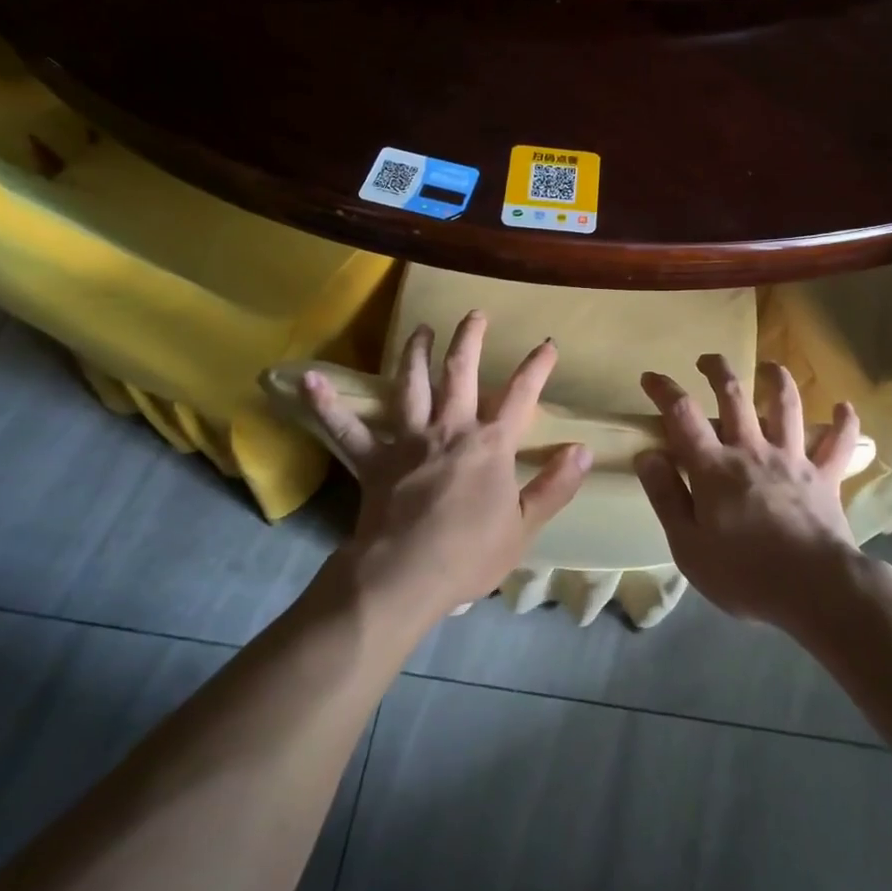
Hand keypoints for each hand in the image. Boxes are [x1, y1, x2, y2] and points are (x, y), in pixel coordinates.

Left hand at [301, 311, 589, 627]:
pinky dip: (327, 405)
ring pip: (411, 385)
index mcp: (489, 445)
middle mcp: (449, 430)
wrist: (404, 576)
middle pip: (460, 373)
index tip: (548, 344)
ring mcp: (408, 440)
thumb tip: (583, 450)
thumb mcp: (524, 527)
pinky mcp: (373, 460)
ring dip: (415, 354)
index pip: (520, 396)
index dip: (536, 368)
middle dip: (469, 340)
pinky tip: (308, 380)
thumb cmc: (469, 554)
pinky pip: (346, 429)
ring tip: (418, 329)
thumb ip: (554, 486)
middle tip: (474, 314)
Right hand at [635, 355, 864, 630]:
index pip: (682, 416)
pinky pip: (838, 444)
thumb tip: (647, 454)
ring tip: (770, 367)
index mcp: (714, 467)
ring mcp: (793, 460)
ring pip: (786, 407)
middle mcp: (752, 451)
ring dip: (777, 380)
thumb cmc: (744, 575)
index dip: (664, 391)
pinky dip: (843, 423)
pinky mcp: (825, 477)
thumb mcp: (688, 546)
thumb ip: (666, 497)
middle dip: (718, 371)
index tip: (651, 377)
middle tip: (708, 360)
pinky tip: (844, 407)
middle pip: (734, 396)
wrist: (816, 590)